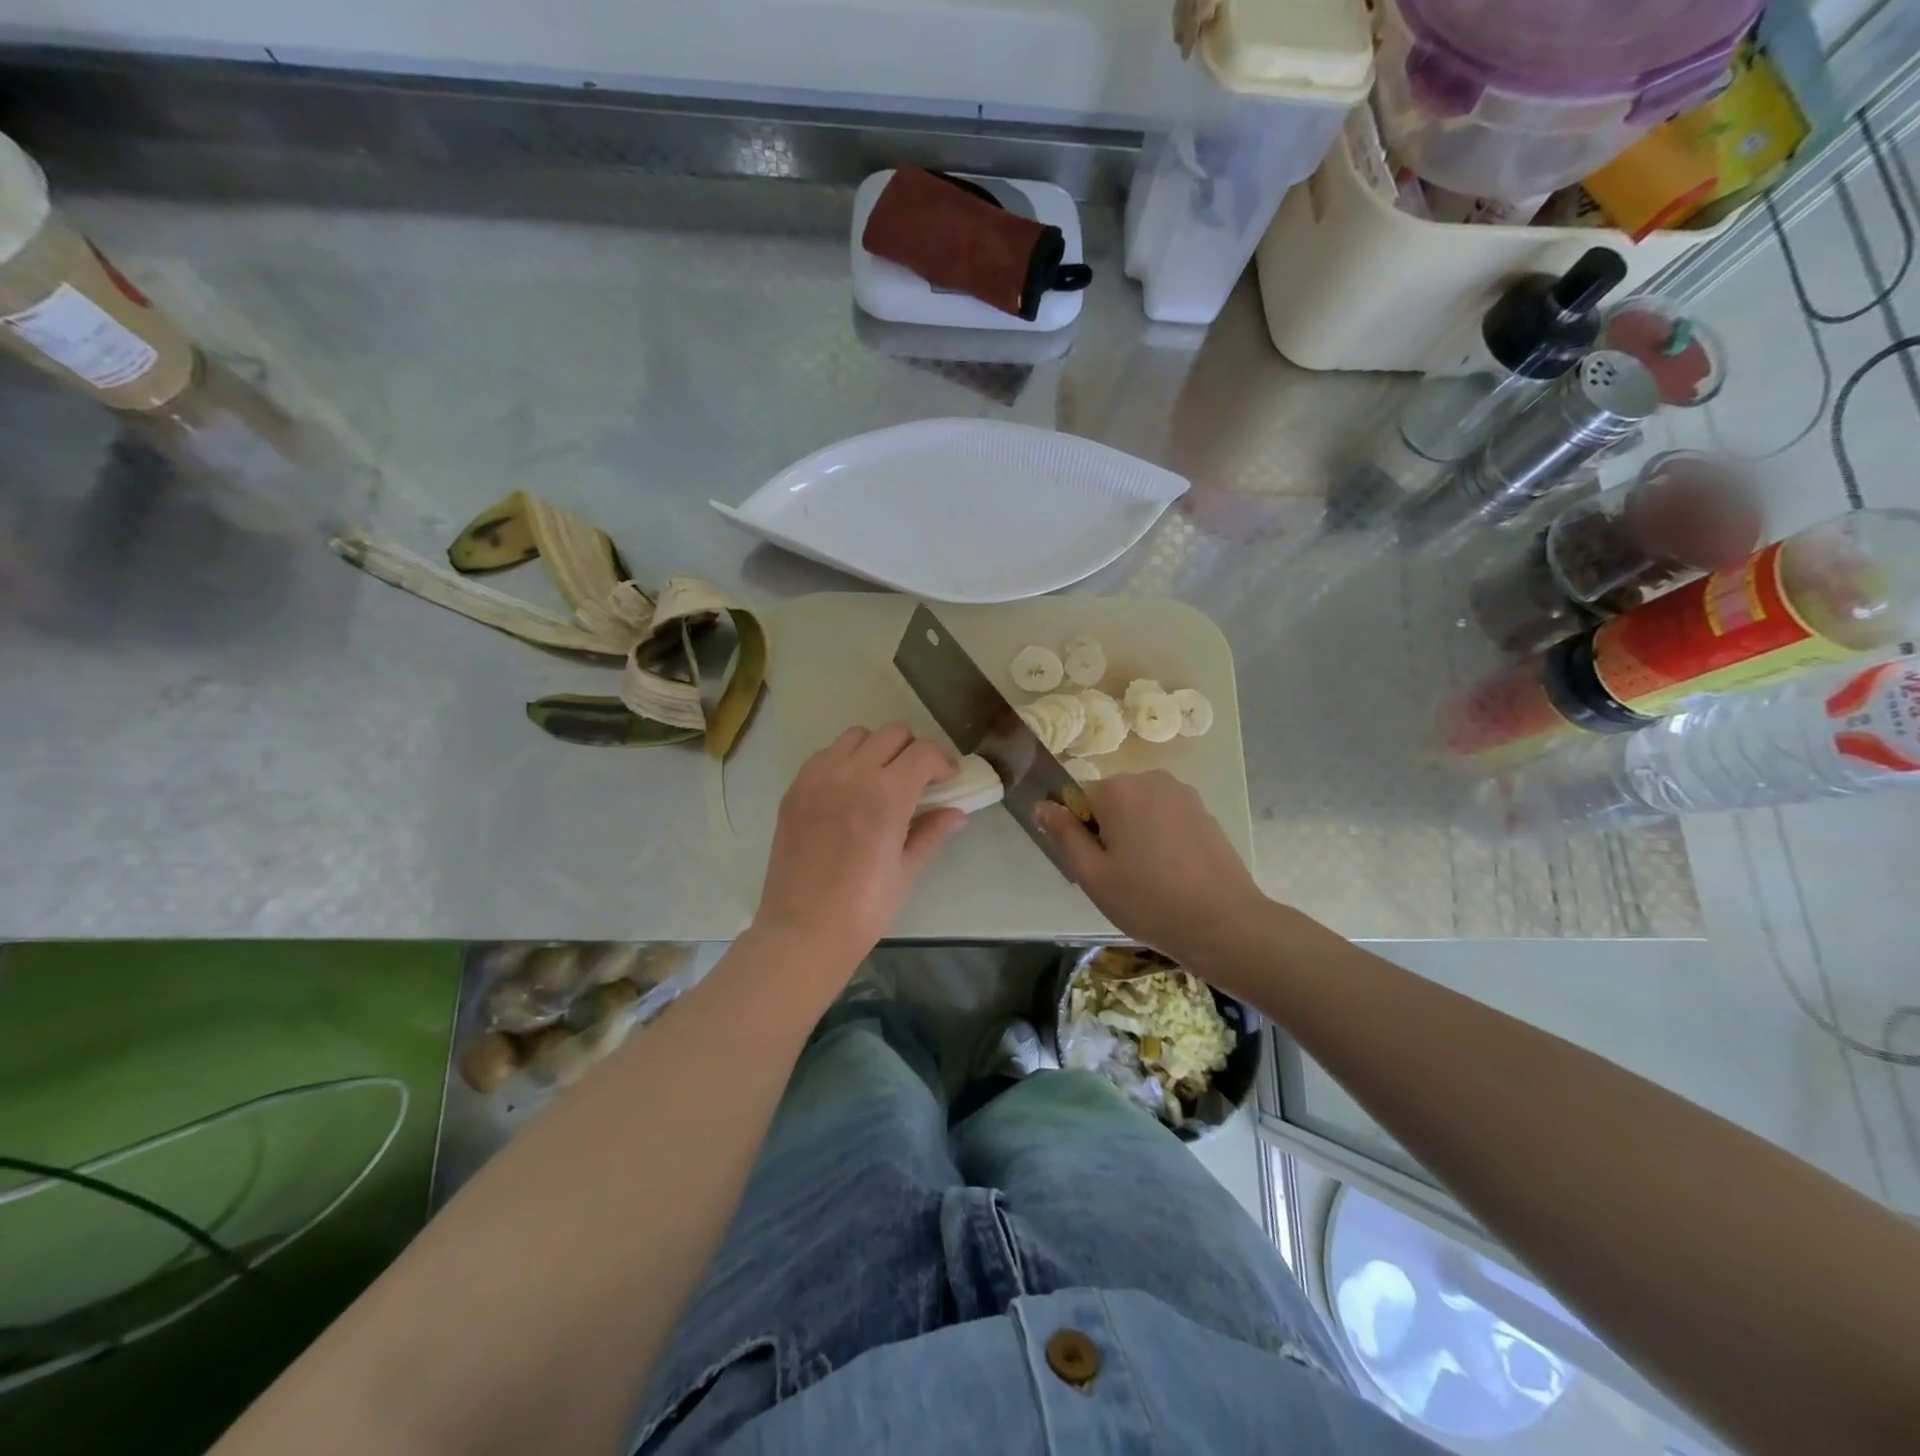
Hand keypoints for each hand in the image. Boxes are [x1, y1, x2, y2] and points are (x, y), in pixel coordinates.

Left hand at [754, 724, 966, 973]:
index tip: (949, 779)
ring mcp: (818, 779)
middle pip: (892, 734)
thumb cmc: (864, 909)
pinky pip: (825, 755)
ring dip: (878, 749)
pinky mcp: (795, 789)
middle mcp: (851, 775)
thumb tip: (957, 812)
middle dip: (914, 751)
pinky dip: (844, 760)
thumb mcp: (907, 871)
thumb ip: (932, 832)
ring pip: (857, 736)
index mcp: (886, 796)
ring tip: (882, 780)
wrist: (803, 931)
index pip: (923, 752)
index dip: (943, 761)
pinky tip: (849, 790)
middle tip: (919, 780)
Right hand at [1037, 770, 1267, 969]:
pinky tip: (1172, 873)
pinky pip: (1166, 817)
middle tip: (1118, 875)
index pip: (1078, 798)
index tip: (1094, 865)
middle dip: (1108, 830)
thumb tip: (1042, 805)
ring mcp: (1183, 794)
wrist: (1223, 923)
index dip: (1079, 832)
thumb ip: (1063, 834)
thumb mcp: (1092, 874)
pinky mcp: (1204, 811)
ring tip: (1147, 876)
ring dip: (1135, 833)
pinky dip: (1162, 838)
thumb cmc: (1148, 900)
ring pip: (1140, 808)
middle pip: (1111, 800)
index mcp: (1118, 789)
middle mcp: (1150, 779)